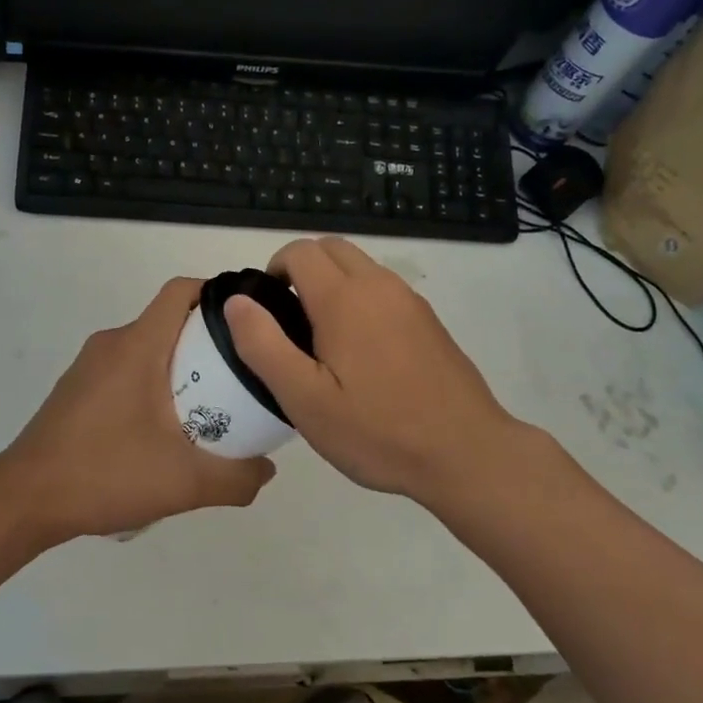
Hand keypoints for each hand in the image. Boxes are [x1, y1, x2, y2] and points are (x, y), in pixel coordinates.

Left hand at [0, 277, 276, 545]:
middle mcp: (112, 344)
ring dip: (180, 365)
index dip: (217, 293)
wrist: (25, 499)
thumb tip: (267, 469)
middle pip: (169, 321)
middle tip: (240, 374)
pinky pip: (126, 369)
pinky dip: (152, 383)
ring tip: (209, 405)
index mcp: (138, 346)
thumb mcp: (184, 483)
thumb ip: (236, 478)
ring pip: (147, 348)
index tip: (248, 320)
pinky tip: (162, 429)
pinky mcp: (77, 389)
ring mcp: (89, 366)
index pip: (180, 291)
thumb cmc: (105, 473)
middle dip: (208, 340)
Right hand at [223, 237, 531, 507]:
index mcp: (344, 298)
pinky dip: (361, 299)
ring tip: (322, 340)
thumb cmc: (378, 431)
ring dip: (333, 282)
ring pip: (361, 266)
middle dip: (302, 268)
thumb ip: (264, 345)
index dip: (274, 269)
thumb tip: (237, 301)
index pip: (300, 251)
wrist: (465, 453)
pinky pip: (384, 290)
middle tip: (290, 320)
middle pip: (331, 248)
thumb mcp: (305, 399)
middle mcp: (379, 285)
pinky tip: (362, 354)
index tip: (267, 310)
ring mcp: (410, 301)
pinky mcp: (429, 320)